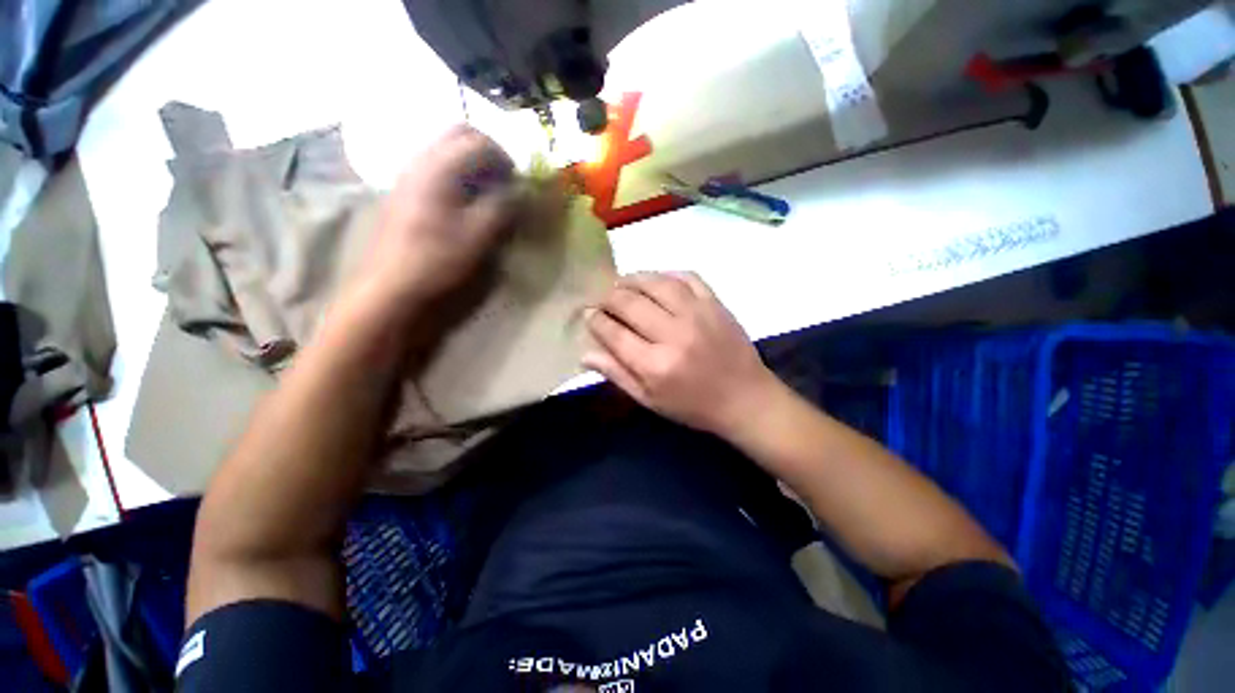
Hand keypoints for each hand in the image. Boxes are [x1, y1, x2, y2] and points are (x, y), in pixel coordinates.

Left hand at [356, 126, 518, 313]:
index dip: (505, 157)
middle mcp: (420, 161)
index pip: (478, 141)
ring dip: (471, 163)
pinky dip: (456, 176)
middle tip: (504, 180)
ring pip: (444, 150)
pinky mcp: (404, 193)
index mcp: (439, 169)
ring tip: (488, 194)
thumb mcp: (480, 237)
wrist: (392, 290)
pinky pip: (435, 169)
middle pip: (457, 134)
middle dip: (487, 151)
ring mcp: (408, 176)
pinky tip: (464, 204)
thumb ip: (504, 207)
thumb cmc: (439, 263)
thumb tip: (521, 191)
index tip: (518, 182)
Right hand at [583, 272, 779, 437]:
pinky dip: (666, 274)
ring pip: (656, 283)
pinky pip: (687, 277)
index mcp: (655, 365)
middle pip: (630, 303)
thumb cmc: (693, 406)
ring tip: (621, 283)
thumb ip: (617, 375)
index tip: (588, 315)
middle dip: (608, 298)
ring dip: (632, 279)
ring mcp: (698, 314)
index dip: (595, 320)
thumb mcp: (650, 400)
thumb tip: (585, 353)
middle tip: (603, 300)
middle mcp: (674, 334)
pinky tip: (655, 280)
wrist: (745, 399)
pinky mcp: (716, 304)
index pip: (614, 333)